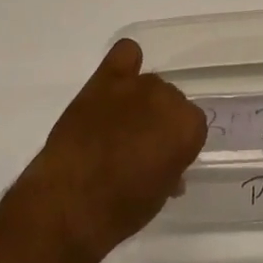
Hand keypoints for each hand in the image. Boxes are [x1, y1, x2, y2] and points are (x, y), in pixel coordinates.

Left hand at [15, 39, 206, 262]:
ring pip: (149, 83)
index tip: (163, 159)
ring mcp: (134, 86)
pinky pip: (124, 53)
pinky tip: (117, 82)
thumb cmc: (120, 209)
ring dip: (140, 101)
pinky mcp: (103, 80)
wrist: (69, 202)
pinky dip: (125, 64)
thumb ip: (170, 167)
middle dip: (159, 121)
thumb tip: (164, 162)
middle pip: (171, 101)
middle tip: (140, 146)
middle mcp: (167, 99)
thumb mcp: (158, 195)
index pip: (192, 125)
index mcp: (188, 128)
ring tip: (120, 125)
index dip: (177, 144)